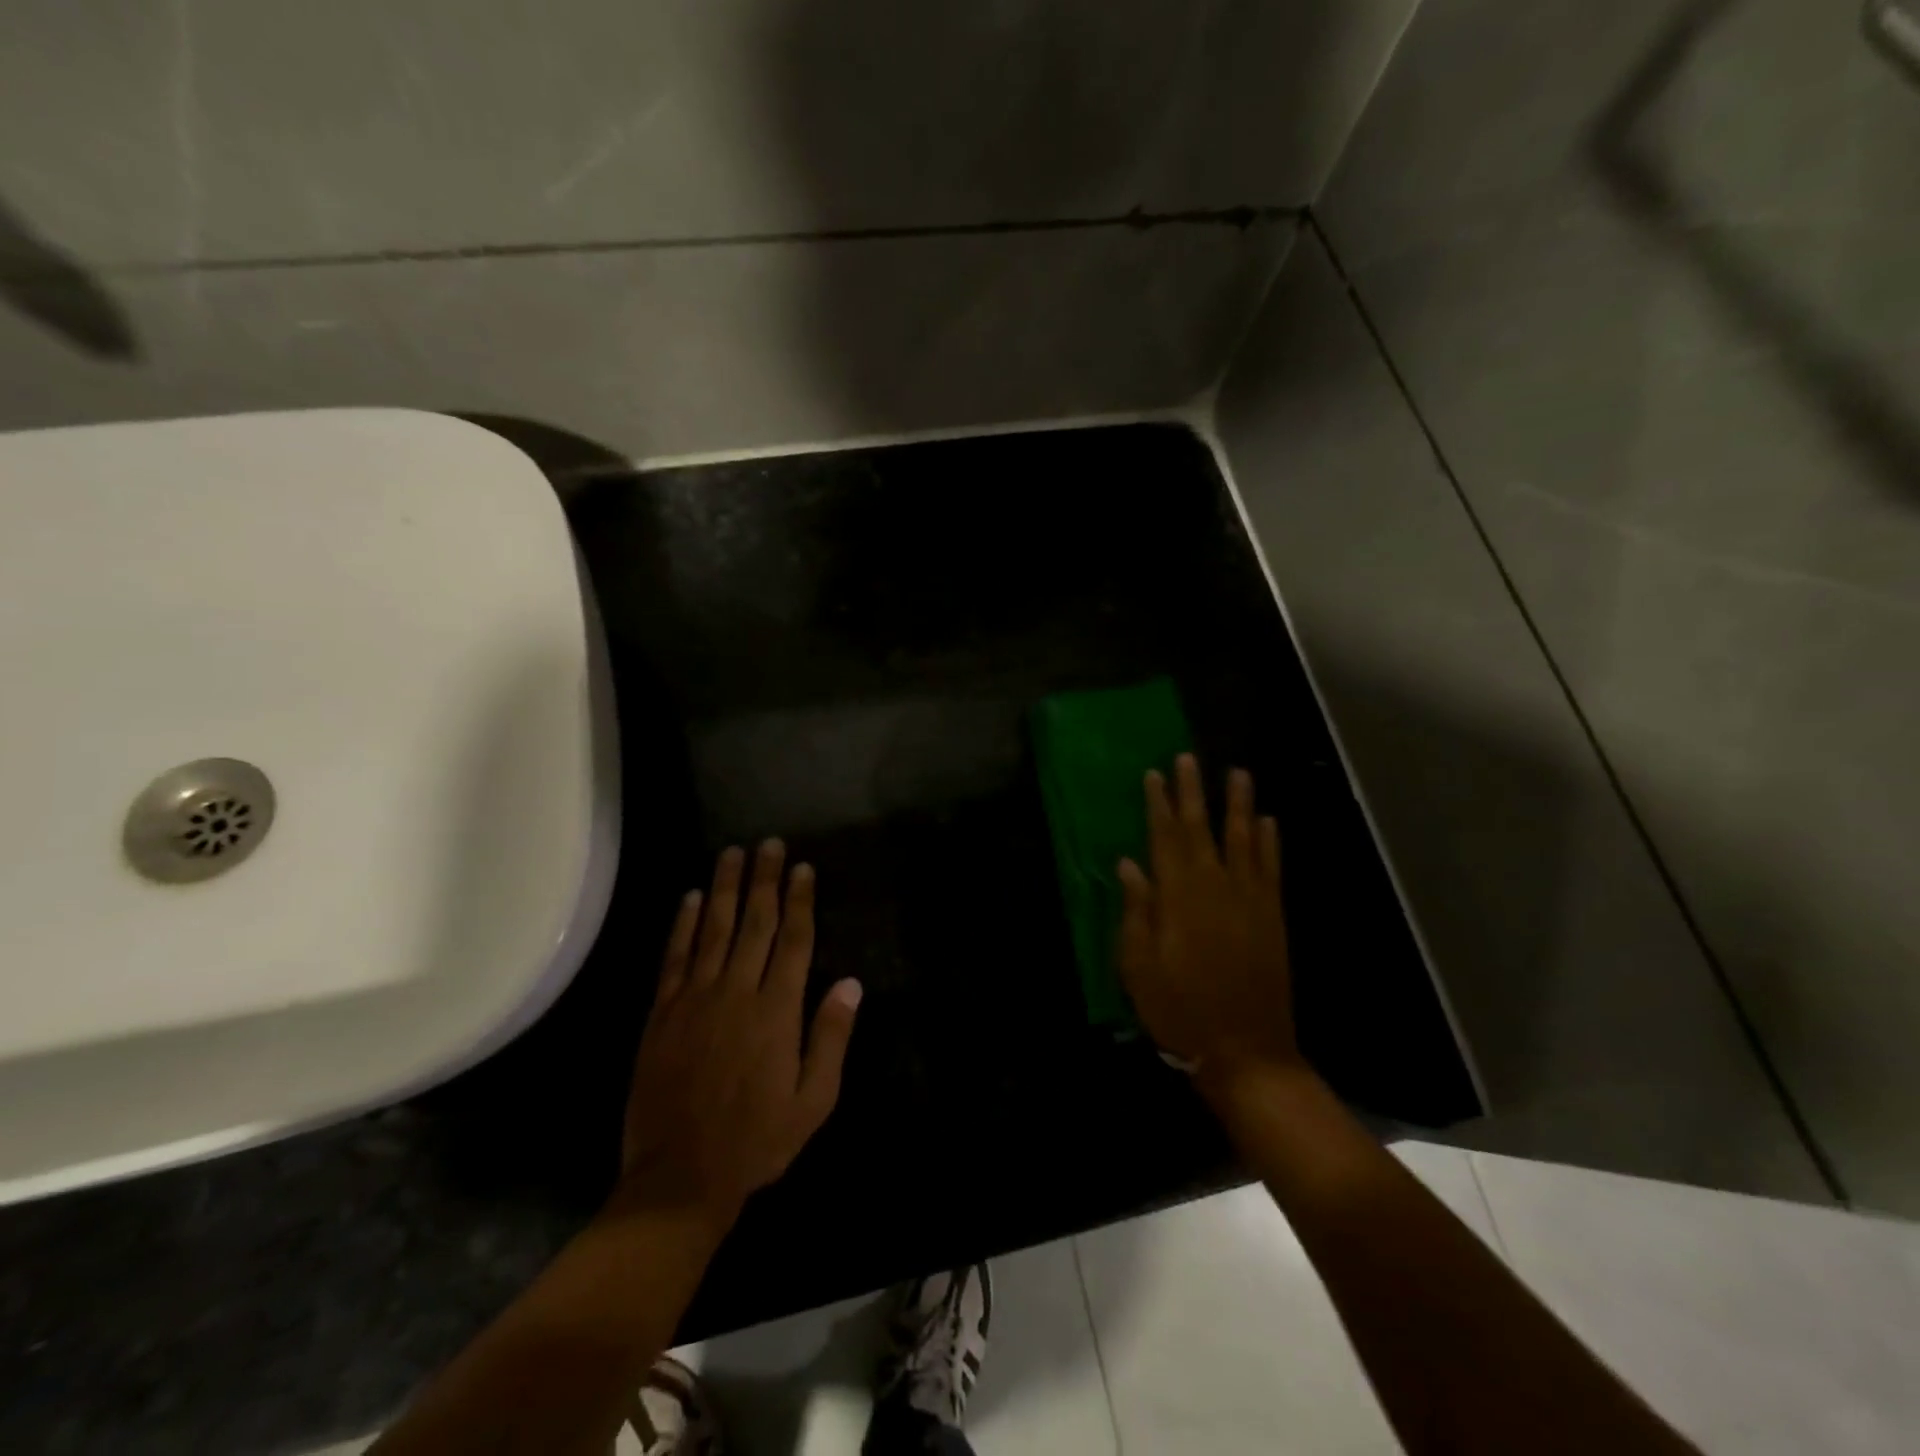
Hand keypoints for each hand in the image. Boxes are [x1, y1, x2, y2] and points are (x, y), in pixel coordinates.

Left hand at [618, 841, 861, 1228]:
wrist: (679, 1178)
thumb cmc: (757, 1140)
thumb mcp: (814, 1101)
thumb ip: (831, 1038)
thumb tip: (851, 984)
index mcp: (777, 1010)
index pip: (794, 940)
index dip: (800, 900)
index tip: (802, 868)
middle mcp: (737, 992)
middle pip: (755, 922)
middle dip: (764, 879)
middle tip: (768, 843)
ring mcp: (695, 999)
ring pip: (713, 929)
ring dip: (723, 888)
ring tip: (732, 853)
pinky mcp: (663, 1013)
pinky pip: (675, 957)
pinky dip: (682, 924)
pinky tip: (689, 898)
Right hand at [1118, 755, 1299, 1078]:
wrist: (1245, 1049)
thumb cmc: (1179, 1009)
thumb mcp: (1138, 966)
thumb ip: (1136, 911)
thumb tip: (1128, 864)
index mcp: (1178, 897)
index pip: (1164, 838)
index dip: (1158, 804)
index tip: (1154, 774)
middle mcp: (1215, 886)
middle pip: (1201, 829)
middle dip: (1193, 792)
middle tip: (1189, 757)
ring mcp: (1249, 899)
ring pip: (1243, 839)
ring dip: (1238, 804)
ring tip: (1237, 773)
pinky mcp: (1273, 915)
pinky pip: (1271, 867)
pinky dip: (1270, 841)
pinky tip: (1268, 821)